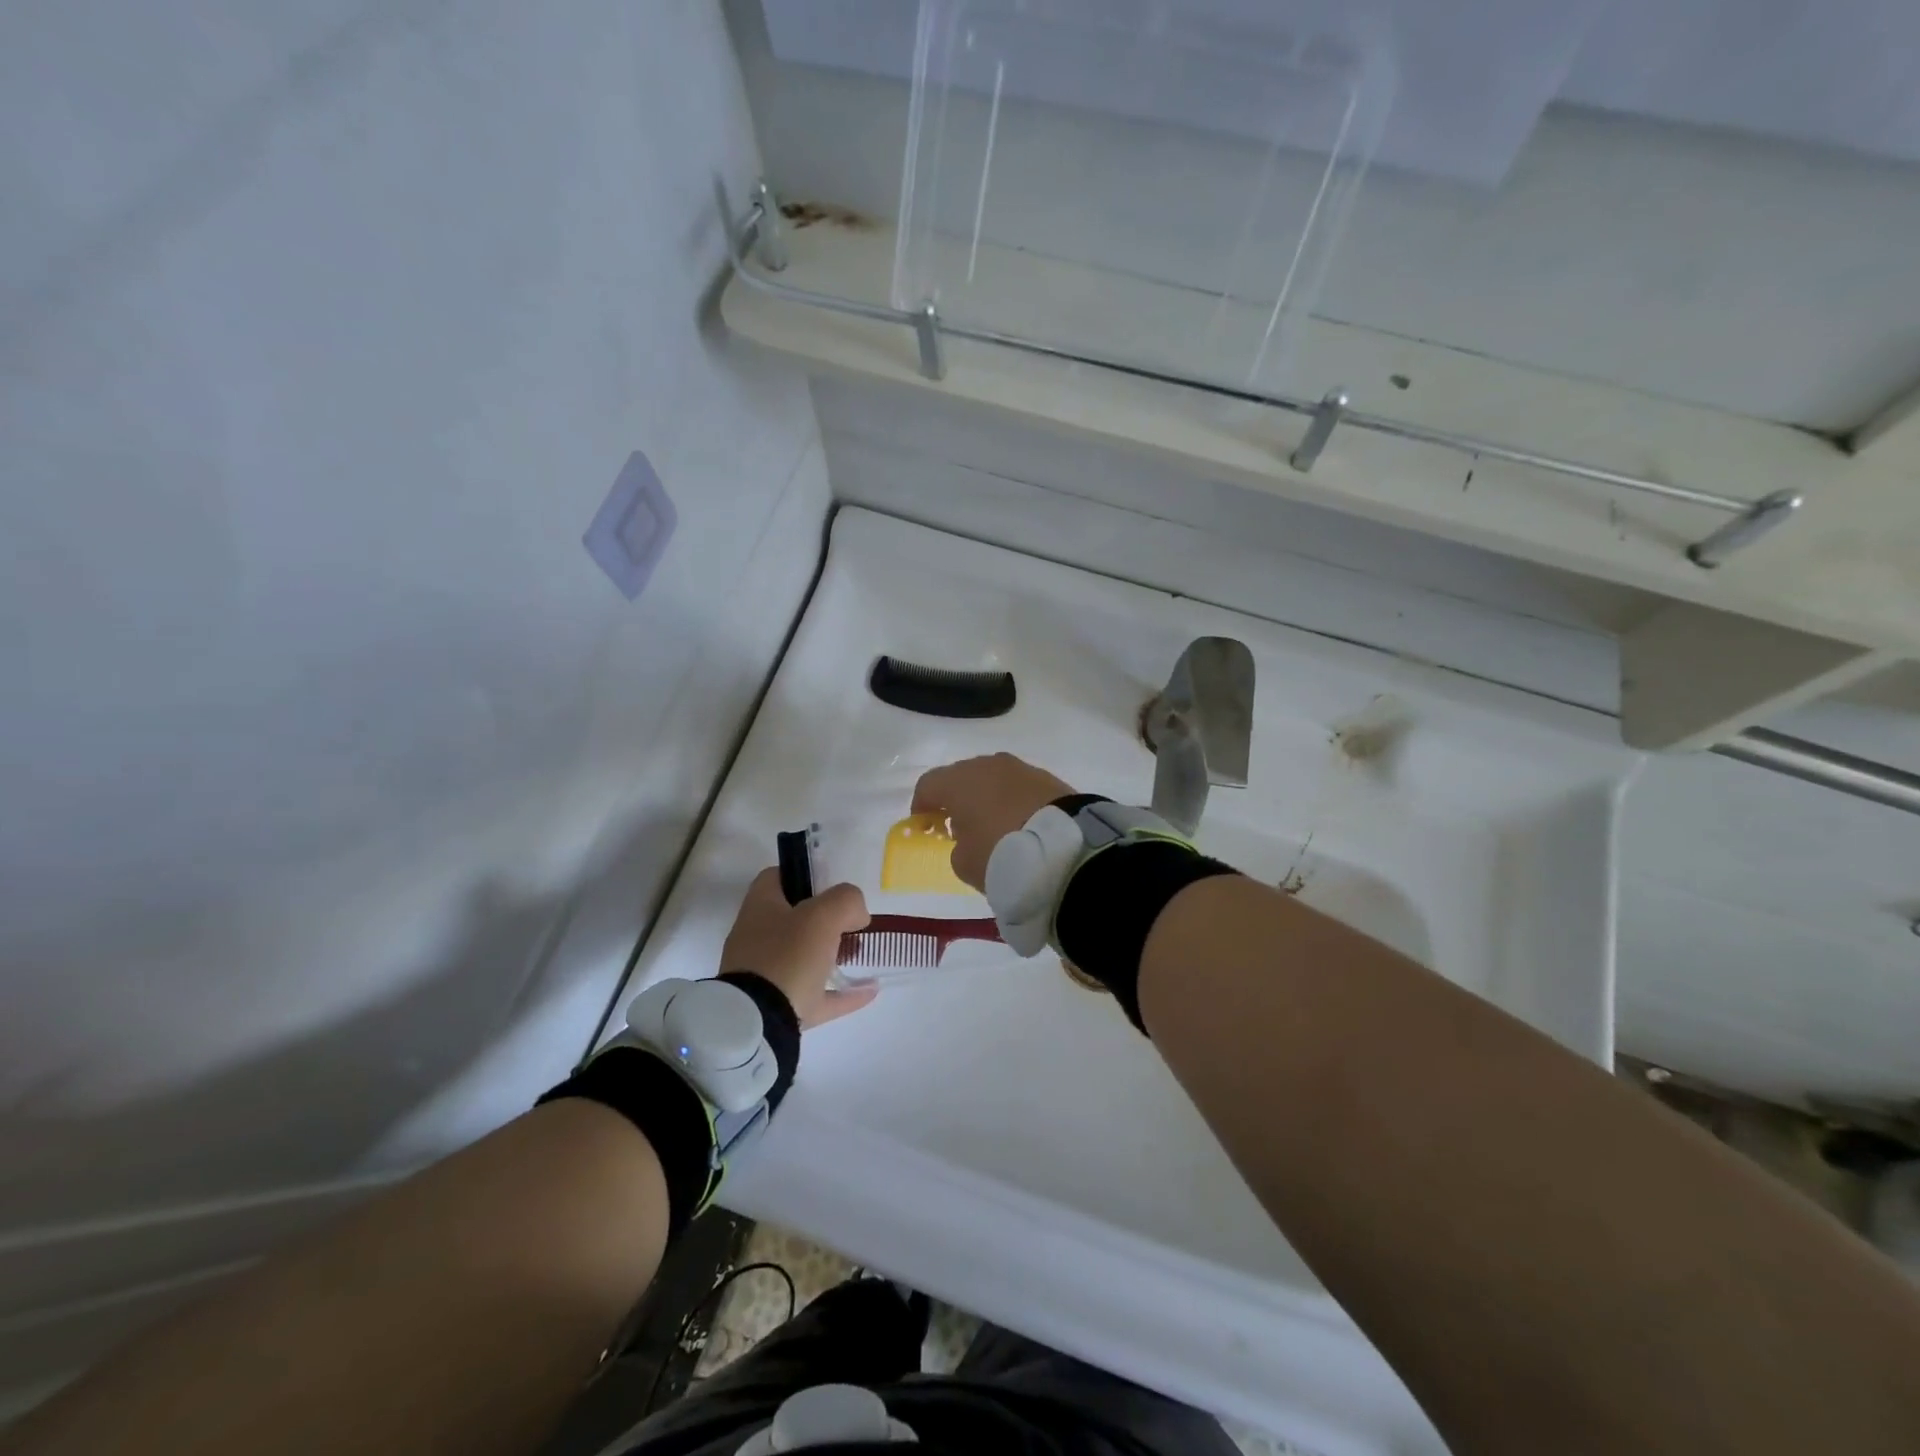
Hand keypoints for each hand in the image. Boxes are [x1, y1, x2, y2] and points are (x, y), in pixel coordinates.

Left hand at [719, 868, 876, 1027]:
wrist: (758, 1024)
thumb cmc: (787, 957)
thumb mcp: (823, 916)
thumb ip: (846, 901)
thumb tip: (856, 914)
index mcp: (760, 908)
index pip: (775, 877)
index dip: (803, 875)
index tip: (830, 885)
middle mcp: (756, 938)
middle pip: (791, 919)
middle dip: (823, 919)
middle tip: (850, 922)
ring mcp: (764, 976)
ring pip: (801, 958)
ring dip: (831, 956)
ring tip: (859, 954)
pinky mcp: (776, 1009)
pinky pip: (814, 996)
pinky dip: (840, 993)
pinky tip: (867, 990)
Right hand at [911, 753, 1077, 889]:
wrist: (1064, 848)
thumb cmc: (1001, 854)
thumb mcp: (964, 862)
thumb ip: (958, 845)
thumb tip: (968, 836)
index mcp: (958, 781)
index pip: (928, 785)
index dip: (922, 805)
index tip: (925, 825)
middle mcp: (986, 765)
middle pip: (961, 776)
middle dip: (956, 798)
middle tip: (960, 824)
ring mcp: (1019, 768)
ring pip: (992, 778)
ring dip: (987, 796)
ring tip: (994, 823)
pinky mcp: (1047, 777)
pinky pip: (1018, 786)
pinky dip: (1013, 799)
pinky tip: (1020, 821)